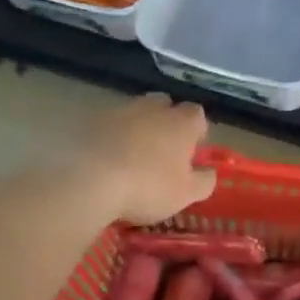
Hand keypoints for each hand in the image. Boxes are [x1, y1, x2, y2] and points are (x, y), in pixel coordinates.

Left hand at [76, 95, 216, 224]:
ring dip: (137, 127)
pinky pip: (109, 124)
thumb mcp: (186, 194)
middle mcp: (153, 108)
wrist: (90, 181)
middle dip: (166, 121)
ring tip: (132, 155)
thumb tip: (210, 172)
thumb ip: (204, 181)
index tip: (192, 149)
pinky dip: (112, 136)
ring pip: (135, 112)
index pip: (197, 114)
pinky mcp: (92, 120)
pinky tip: (107, 158)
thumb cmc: (148, 187)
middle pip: (165, 105)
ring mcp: (121, 111)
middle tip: (163, 148)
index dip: (196, 130)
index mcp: (181, 122)